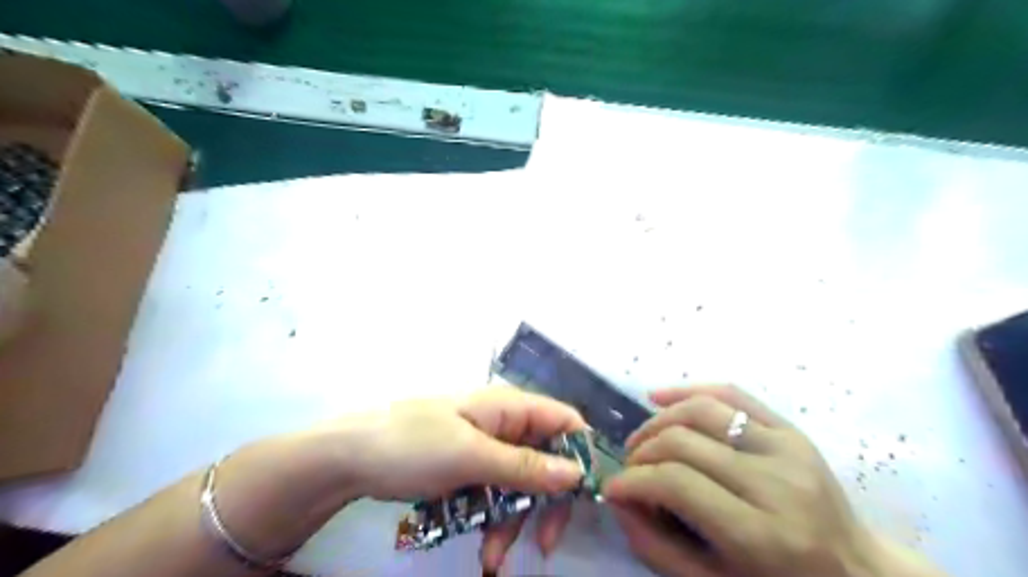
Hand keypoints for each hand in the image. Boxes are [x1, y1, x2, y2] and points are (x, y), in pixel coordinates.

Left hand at [330, 385, 585, 570]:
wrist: (350, 459)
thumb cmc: (412, 445)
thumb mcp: (470, 456)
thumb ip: (524, 466)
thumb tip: (576, 473)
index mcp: (509, 408)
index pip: (564, 421)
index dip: (578, 454)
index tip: (581, 496)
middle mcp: (504, 425)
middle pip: (546, 460)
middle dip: (544, 503)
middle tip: (544, 544)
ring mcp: (485, 449)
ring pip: (520, 486)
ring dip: (512, 523)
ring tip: (492, 559)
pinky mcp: (469, 470)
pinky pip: (495, 496)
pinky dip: (492, 522)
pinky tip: (483, 551)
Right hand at [604, 385, 884, 576]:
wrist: (857, 574)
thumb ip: (657, 547)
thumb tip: (617, 499)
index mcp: (762, 534)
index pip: (676, 483)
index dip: (633, 481)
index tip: (612, 488)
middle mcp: (776, 482)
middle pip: (684, 441)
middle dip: (642, 452)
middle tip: (628, 468)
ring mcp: (787, 447)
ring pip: (702, 410)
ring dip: (658, 421)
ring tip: (642, 441)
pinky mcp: (790, 429)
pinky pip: (731, 393)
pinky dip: (688, 390)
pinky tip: (658, 397)